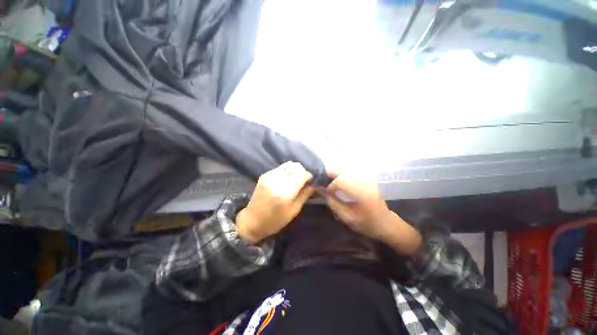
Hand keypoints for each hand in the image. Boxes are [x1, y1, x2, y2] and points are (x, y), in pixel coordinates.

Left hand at [236, 162, 314, 243]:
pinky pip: (280, 168)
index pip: (302, 174)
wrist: (252, 221)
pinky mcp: (264, 175)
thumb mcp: (294, 211)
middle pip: (295, 167)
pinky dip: (286, 172)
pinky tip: (286, 180)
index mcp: (285, 192)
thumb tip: (313, 185)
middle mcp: (276, 181)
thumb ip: (305, 195)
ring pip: (288, 165)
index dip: (309, 176)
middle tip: (304, 181)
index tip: (310, 182)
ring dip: (295, 171)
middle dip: (302, 172)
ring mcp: (269, 176)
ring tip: (295, 180)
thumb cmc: (275, 220)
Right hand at [323, 171, 421, 255]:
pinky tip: (339, 180)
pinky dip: (343, 175)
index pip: (341, 181)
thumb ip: (334, 204)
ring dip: (337, 174)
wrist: (386, 223)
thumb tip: (322, 192)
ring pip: (348, 170)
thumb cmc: (367, 223)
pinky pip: (352, 172)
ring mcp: (368, 179)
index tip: (325, 192)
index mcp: (362, 193)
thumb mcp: (347, 217)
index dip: (330, 186)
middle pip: (344, 172)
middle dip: (331, 175)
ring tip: (329, 181)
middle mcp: (366, 182)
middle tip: (323, 181)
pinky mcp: (368, 179)